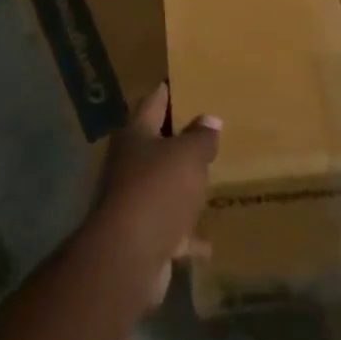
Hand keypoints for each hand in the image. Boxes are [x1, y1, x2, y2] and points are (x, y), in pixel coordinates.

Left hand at [95, 85, 220, 306]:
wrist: (128, 257)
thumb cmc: (157, 190)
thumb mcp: (188, 156)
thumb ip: (201, 137)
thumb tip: (210, 119)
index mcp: (136, 135)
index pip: (154, 101)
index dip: (170, 91)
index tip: (190, 82)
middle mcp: (130, 164)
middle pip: (157, 144)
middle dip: (181, 139)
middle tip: (212, 130)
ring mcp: (134, 201)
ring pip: (164, 186)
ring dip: (184, 186)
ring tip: (212, 179)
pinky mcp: (143, 235)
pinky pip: (171, 229)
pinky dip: (188, 235)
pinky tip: (210, 241)